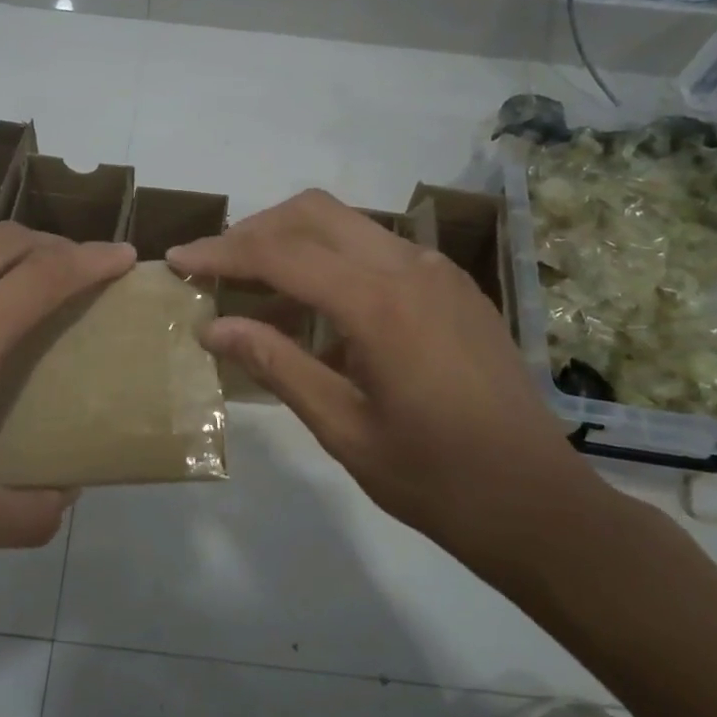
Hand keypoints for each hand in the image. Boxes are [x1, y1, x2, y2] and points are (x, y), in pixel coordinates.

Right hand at [167, 190, 608, 584]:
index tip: (178, 259)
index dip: (222, 253)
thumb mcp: (343, 428)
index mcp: (382, 305)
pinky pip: (379, 253)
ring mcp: (439, 273)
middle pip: (315, 214)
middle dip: (256, 231)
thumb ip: (277, 365)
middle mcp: (412, 268)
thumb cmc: (435, 479)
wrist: (538, 503)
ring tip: (256, 295)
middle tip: (215, 267)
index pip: (283, 254)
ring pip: (349, 226)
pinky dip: (335, 264)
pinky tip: (318, 315)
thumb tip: (214, 326)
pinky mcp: (453, 288)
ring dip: (295, 245)